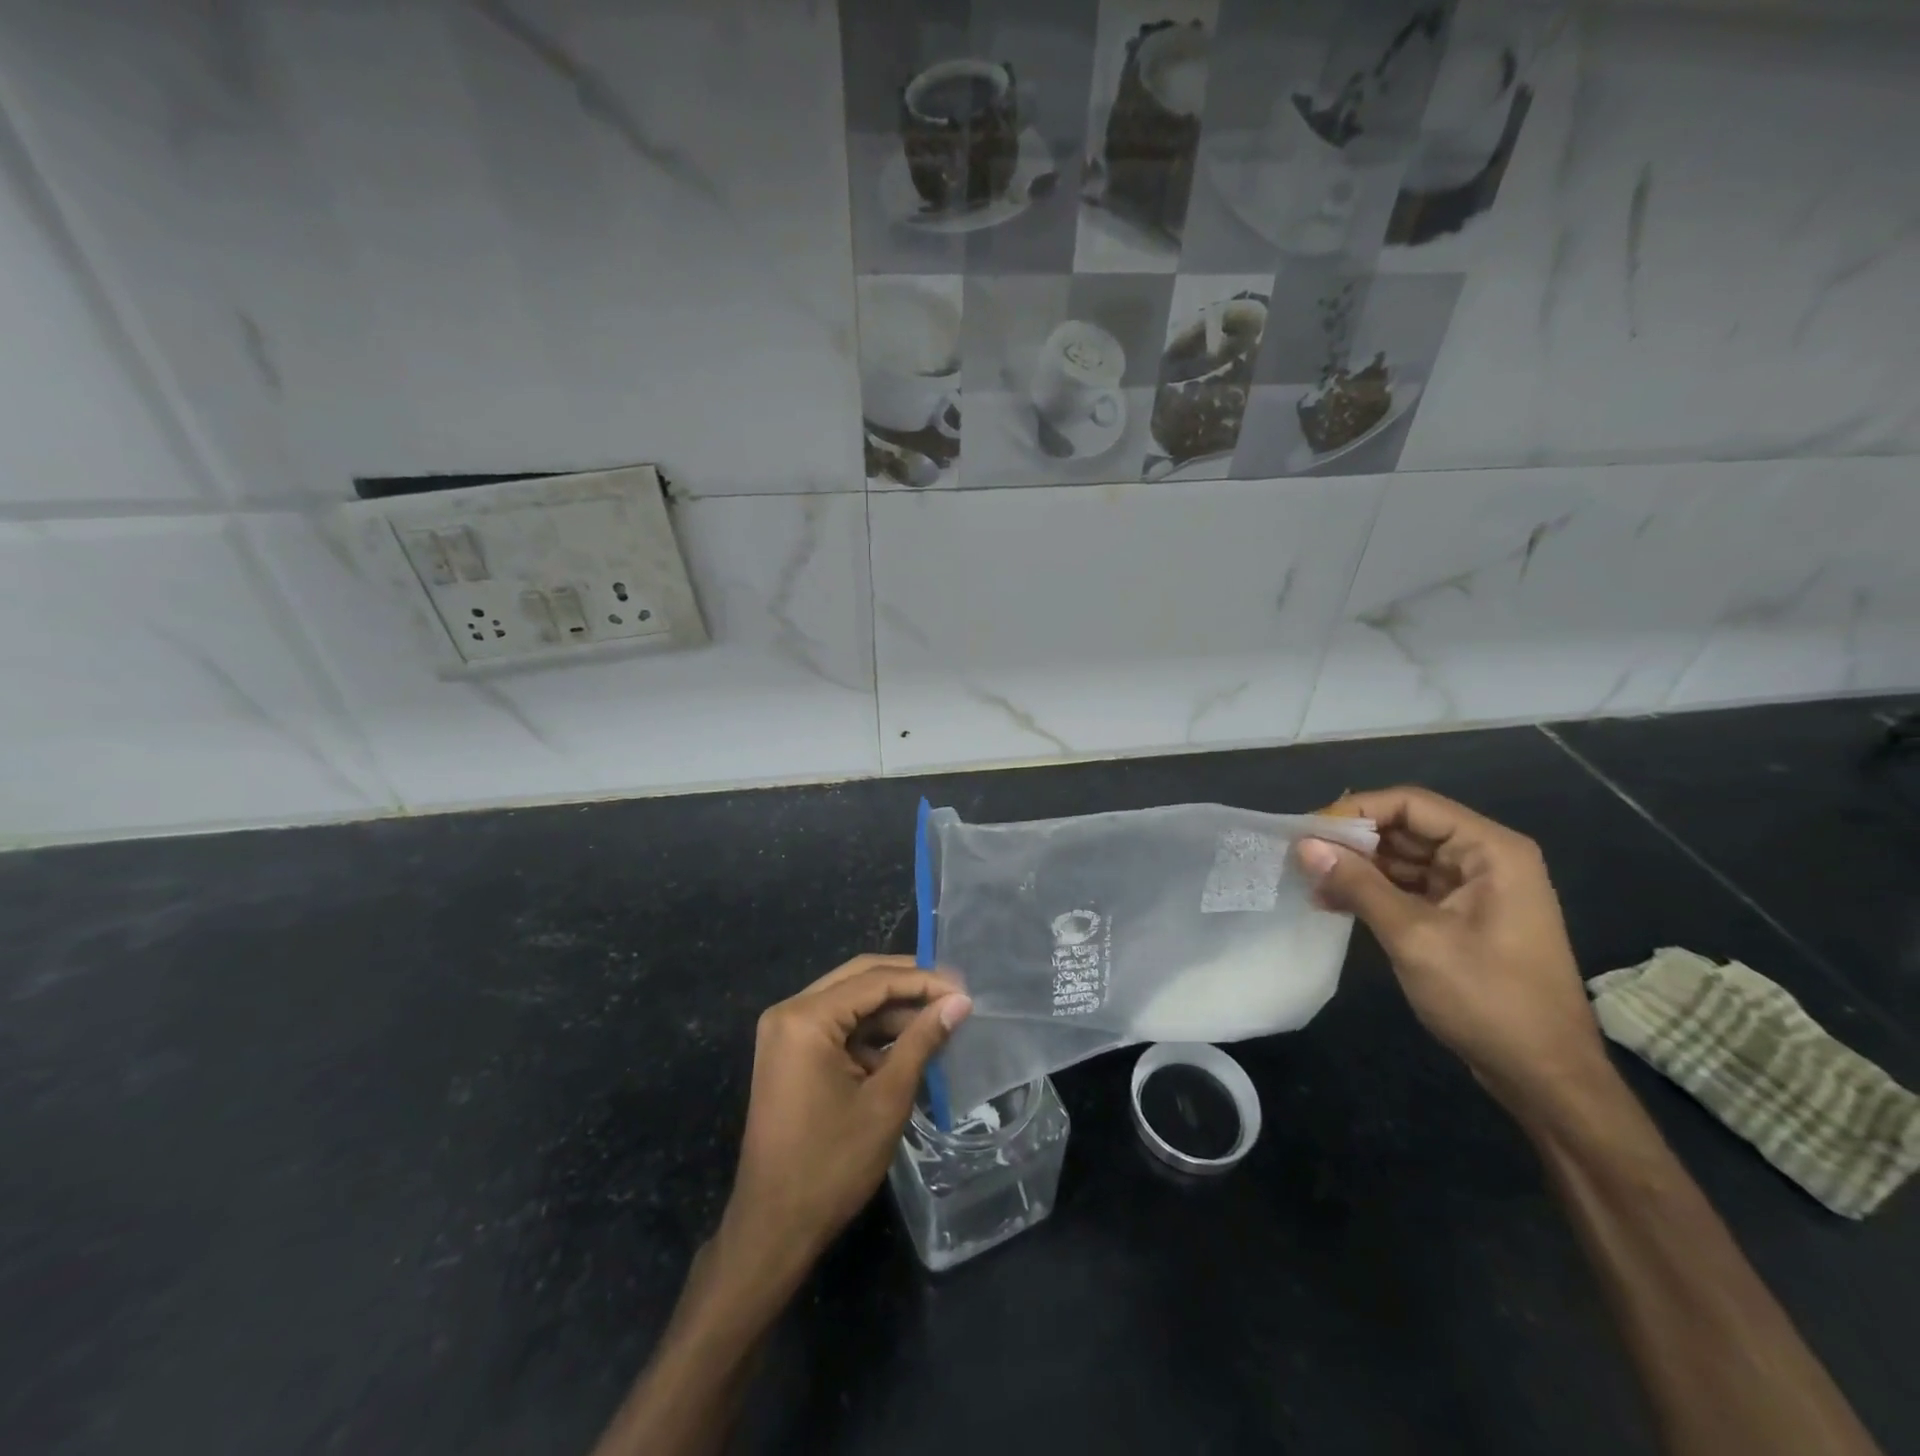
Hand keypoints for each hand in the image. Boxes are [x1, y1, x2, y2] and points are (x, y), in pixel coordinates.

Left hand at [715, 955, 971, 1289]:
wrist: (774, 1228)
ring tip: (940, 1020)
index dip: (923, 980)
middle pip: (859, 980)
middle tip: (954, 993)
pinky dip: (872, 1033)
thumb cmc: (832, 1164)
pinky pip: (838, 1027)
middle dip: (908, 984)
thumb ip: (922, 1041)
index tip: (965, 988)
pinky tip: (909, 1045)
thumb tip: (960, 1002)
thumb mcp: (886, 1099)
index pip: (874, 980)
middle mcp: (790, 1012)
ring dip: (893, 1011)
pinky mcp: (790, 1054)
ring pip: (850, 1002)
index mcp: (806, 1018)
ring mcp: (786, 1033)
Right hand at [1295, 787, 1608, 1116]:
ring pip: (1402, 858)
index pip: (1410, 804)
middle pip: (1405, 828)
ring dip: (1357, 868)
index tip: (1308, 831)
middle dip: (1353, 841)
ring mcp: (1473, 889)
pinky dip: (1371, 891)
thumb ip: (1358, 885)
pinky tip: (1333, 902)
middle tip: (1301, 857)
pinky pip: (1408, 887)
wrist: (1544, 1077)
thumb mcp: (1415, 937)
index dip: (1356, 811)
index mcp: (1490, 850)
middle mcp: (1484, 859)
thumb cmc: (1488, 1000)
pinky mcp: (1460, 916)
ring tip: (1310, 883)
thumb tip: (1304, 845)